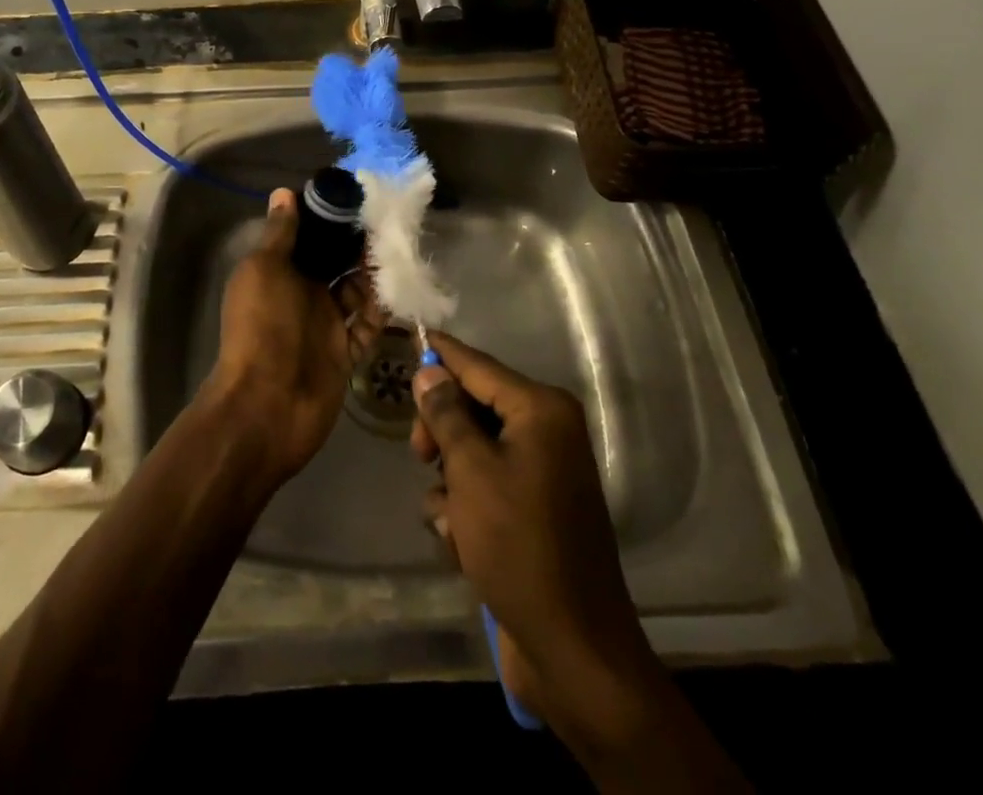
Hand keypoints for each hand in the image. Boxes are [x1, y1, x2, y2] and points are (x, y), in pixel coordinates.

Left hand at [203, 188, 385, 484]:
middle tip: (393, 224)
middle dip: (359, 245)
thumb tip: (283, 192)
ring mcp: (324, 325)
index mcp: (278, 271)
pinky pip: (367, 326)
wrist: (266, 406)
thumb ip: (279, 234)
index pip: (308, 236)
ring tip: (402, 254)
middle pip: (335, 262)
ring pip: (356, 292)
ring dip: (374, 275)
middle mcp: (301, 294)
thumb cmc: (262, 327)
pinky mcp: (344, 353)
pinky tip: (401, 292)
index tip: (360, 198)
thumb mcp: (264, 270)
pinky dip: (382, 312)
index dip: (330, 218)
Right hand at [410, 331, 658, 731]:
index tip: (409, 335)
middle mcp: (548, 430)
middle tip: (419, 455)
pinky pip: (488, 483)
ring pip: (475, 448)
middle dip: (442, 431)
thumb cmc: (518, 545)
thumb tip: (430, 370)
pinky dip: (468, 507)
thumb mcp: (471, 471)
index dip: (441, 353)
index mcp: (541, 410)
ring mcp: (544, 470)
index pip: (478, 365)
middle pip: (475, 405)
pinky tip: (460, 541)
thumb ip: (446, 414)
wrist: (573, 648)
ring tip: (448, 517)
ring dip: (452, 478)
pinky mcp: (536, 507)